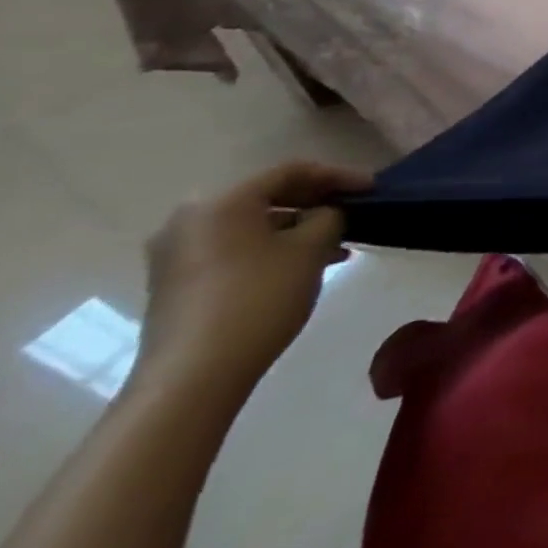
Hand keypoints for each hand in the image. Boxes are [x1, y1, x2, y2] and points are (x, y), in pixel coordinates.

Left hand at [133, 162, 369, 398]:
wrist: (193, 376)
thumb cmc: (258, 298)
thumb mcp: (310, 249)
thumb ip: (327, 217)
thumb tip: (325, 214)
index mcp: (221, 202)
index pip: (290, 172)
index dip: (337, 176)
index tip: (372, 188)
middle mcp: (190, 219)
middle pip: (266, 196)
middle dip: (315, 203)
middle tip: (353, 213)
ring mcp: (176, 253)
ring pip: (252, 226)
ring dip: (296, 230)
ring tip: (336, 247)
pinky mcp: (176, 282)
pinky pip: (234, 249)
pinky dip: (271, 249)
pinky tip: (302, 267)